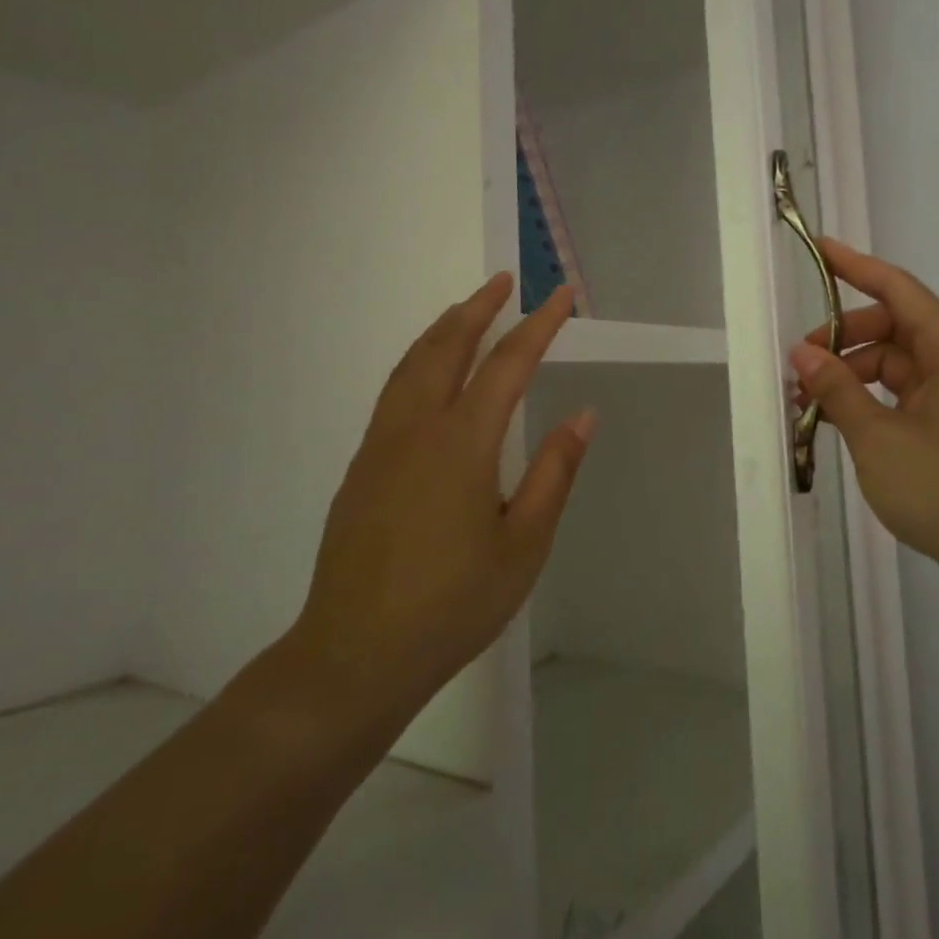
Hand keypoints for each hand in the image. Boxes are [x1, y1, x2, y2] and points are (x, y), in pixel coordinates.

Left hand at [283, 276, 593, 722]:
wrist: (355, 656)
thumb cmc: (453, 603)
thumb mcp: (524, 545)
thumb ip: (554, 473)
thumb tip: (583, 416)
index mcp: (463, 444)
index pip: (507, 364)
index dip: (539, 325)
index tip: (561, 296)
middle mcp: (417, 429)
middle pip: (447, 346)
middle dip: (479, 308)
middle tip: (505, 282)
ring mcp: (381, 445)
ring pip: (411, 364)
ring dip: (443, 328)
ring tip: (467, 310)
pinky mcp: (362, 467)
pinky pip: (393, 391)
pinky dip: (418, 360)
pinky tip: (429, 373)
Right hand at [789, 239, 938, 590]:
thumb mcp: (879, 437)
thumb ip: (838, 390)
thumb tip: (802, 353)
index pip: (898, 290)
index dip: (856, 266)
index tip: (818, 249)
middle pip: (890, 328)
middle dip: (842, 338)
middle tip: (799, 365)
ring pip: (891, 365)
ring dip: (849, 375)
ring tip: (808, 403)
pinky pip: (897, 396)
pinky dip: (865, 401)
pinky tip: (834, 421)